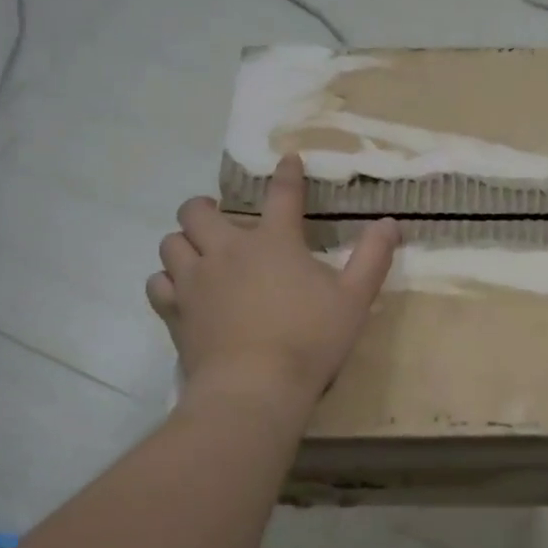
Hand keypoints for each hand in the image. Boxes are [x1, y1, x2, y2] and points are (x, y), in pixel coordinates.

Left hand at [148, 154, 398, 405]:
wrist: (254, 388)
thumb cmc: (311, 340)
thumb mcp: (355, 298)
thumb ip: (373, 257)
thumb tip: (389, 223)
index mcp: (274, 242)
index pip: (282, 195)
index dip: (287, 174)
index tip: (287, 160)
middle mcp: (227, 251)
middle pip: (198, 210)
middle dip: (206, 207)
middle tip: (219, 219)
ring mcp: (196, 280)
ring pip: (171, 242)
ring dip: (184, 242)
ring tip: (199, 254)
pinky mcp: (176, 311)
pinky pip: (158, 283)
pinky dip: (168, 280)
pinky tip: (182, 291)